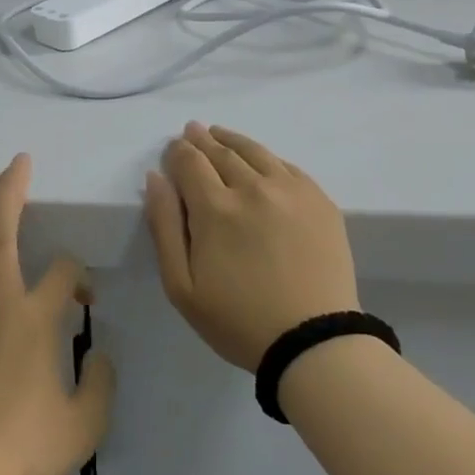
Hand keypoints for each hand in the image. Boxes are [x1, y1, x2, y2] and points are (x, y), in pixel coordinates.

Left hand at [0, 154, 115, 474]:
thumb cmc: (28, 451)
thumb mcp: (86, 423)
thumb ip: (101, 381)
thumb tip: (98, 353)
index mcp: (36, 319)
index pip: (63, 271)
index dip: (78, 275)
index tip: (84, 299)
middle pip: (1, 232)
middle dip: (10, 191)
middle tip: (14, 161)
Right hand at [145, 123, 361, 371]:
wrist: (314, 343)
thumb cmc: (238, 321)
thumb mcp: (181, 286)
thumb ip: (163, 226)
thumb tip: (155, 178)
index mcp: (215, 207)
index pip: (189, 161)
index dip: (177, 152)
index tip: (172, 151)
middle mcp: (252, 187)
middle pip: (220, 151)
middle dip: (201, 140)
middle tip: (192, 131)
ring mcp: (290, 190)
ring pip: (255, 151)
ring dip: (232, 140)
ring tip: (219, 133)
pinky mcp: (319, 200)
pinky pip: (287, 166)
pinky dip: (266, 157)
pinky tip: (260, 160)